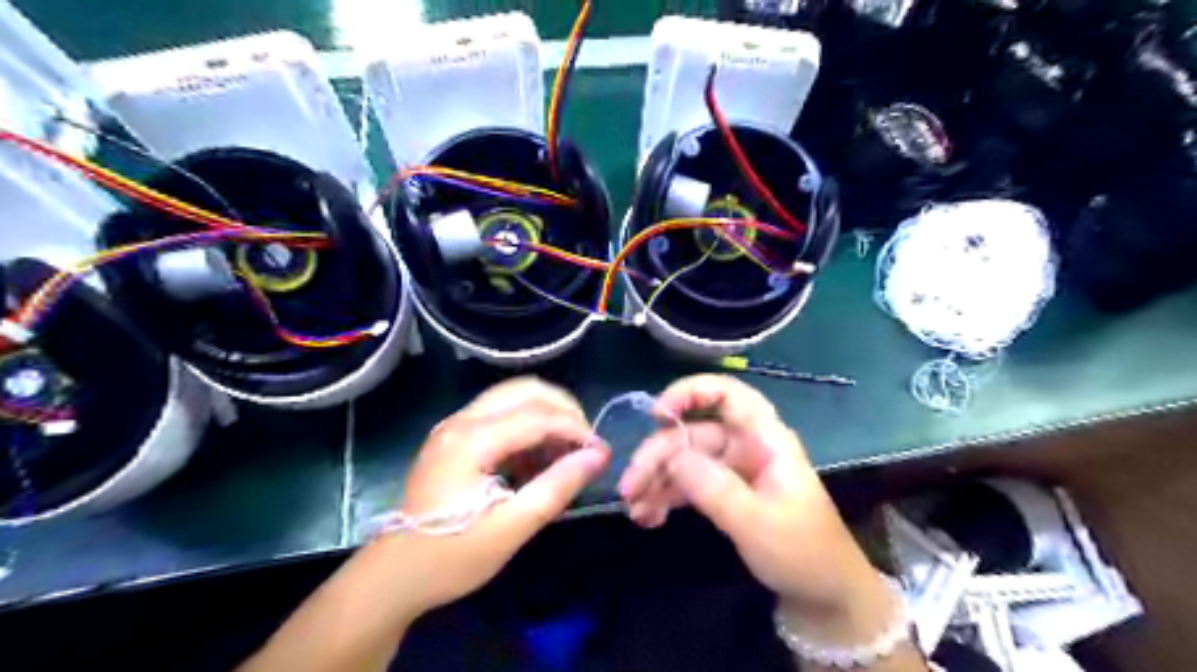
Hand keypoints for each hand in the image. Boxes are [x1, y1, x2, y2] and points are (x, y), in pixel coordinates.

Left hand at [377, 376, 607, 616]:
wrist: (395, 576)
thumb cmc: (452, 556)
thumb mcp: (511, 528)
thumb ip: (557, 487)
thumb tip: (599, 456)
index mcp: (470, 440)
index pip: (536, 415)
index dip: (575, 429)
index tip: (601, 452)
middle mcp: (460, 420)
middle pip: (525, 390)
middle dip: (563, 410)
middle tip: (585, 443)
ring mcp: (455, 425)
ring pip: (513, 396)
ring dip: (547, 414)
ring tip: (567, 448)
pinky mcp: (455, 435)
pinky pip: (501, 412)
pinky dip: (528, 424)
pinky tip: (539, 455)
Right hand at [622, 375, 892, 643]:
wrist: (823, 597)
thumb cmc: (802, 554)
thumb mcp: (757, 523)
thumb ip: (714, 487)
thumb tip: (672, 455)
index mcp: (765, 440)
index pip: (729, 395)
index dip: (692, 393)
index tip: (656, 415)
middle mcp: (746, 447)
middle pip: (694, 433)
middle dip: (659, 455)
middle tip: (628, 487)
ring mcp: (733, 470)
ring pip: (685, 460)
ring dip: (656, 479)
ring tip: (633, 508)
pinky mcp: (724, 492)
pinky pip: (688, 484)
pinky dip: (666, 496)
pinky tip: (648, 516)